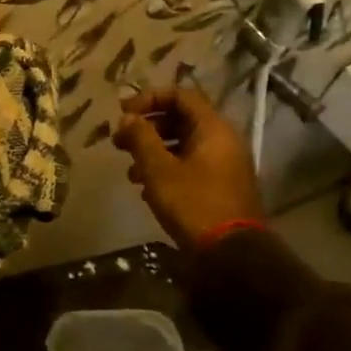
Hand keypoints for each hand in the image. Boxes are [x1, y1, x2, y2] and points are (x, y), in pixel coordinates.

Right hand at [112, 85, 263, 247]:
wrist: (230, 254)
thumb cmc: (193, 203)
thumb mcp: (158, 169)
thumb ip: (141, 138)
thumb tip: (127, 117)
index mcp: (213, 129)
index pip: (181, 95)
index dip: (149, 98)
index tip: (124, 114)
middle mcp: (223, 141)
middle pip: (180, 119)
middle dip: (147, 127)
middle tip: (119, 142)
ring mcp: (224, 165)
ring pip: (182, 144)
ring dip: (152, 151)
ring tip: (130, 171)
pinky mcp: (219, 186)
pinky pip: (189, 164)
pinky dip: (166, 168)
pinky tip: (145, 188)